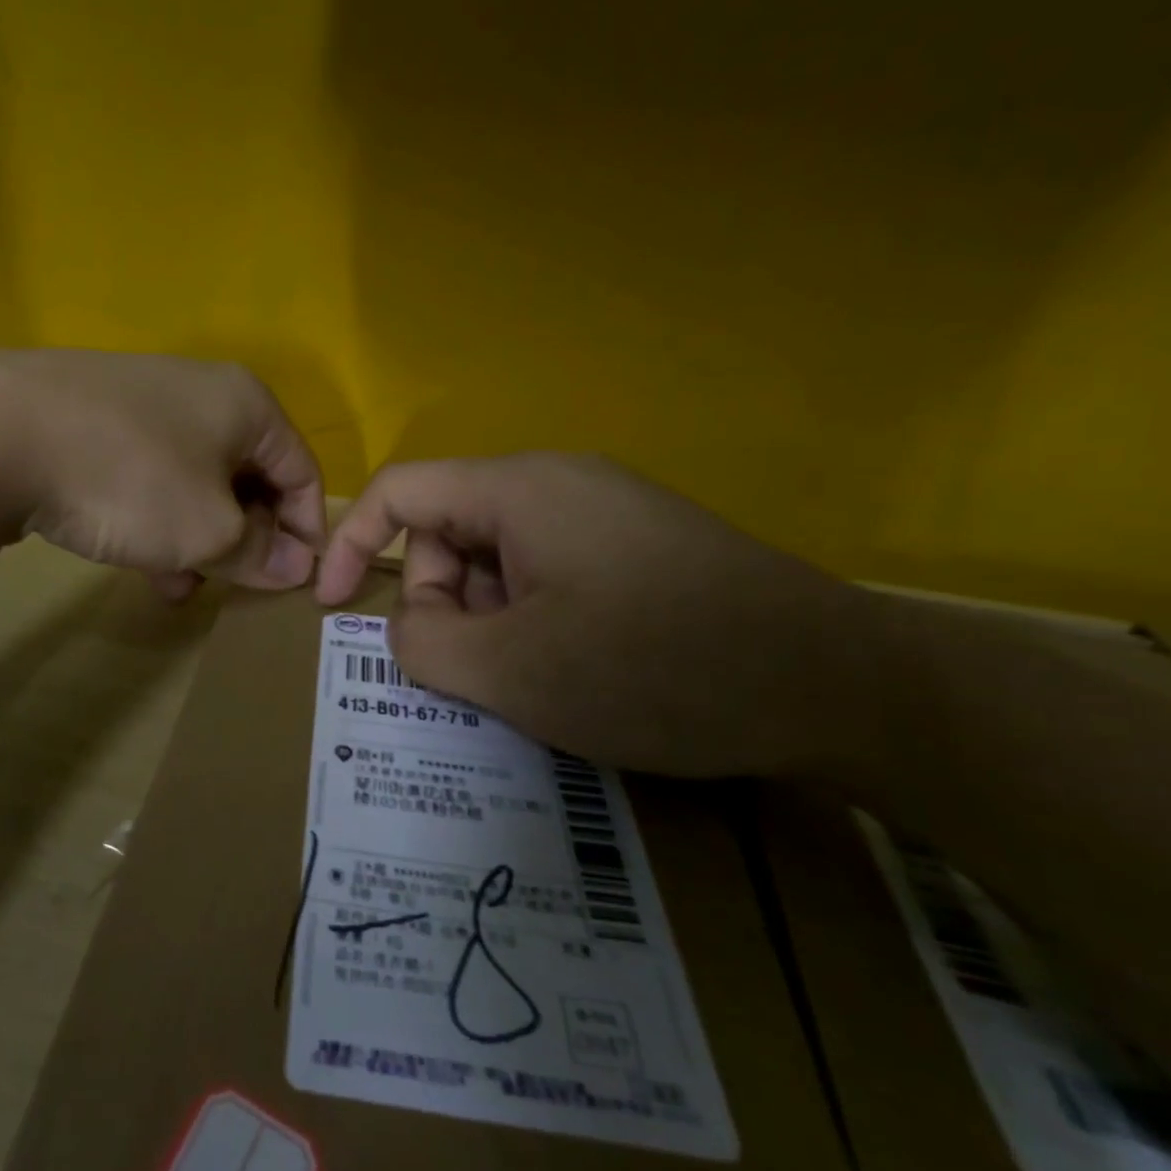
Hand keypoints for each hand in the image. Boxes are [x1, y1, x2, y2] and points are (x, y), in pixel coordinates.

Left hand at [0, 349, 325, 594]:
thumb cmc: (131, 480)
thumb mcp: (208, 530)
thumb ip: (258, 552)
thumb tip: (295, 567)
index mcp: (246, 405)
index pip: (302, 471)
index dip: (308, 531)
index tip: (299, 582)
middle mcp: (201, 394)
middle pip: (248, 477)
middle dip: (246, 539)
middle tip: (236, 586)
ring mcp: (142, 404)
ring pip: (194, 483)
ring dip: (199, 538)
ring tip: (182, 585)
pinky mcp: (95, 422)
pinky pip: (148, 478)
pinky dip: (156, 520)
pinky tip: (140, 560)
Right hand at [315, 454, 878, 777]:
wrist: (842, 686)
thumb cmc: (656, 669)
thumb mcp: (512, 672)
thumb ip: (422, 644)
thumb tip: (408, 627)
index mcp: (520, 491)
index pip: (400, 492)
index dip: (350, 544)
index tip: (329, 608)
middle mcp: (560, 484)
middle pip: (450, 531)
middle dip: (439, 603)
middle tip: (475, 672)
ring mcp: (606, 514)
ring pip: (499, 560)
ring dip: (489, 621)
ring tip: (535, 680)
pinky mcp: (640, 549)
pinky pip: (549, 574)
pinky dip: (532, 621)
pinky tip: (575, 670)